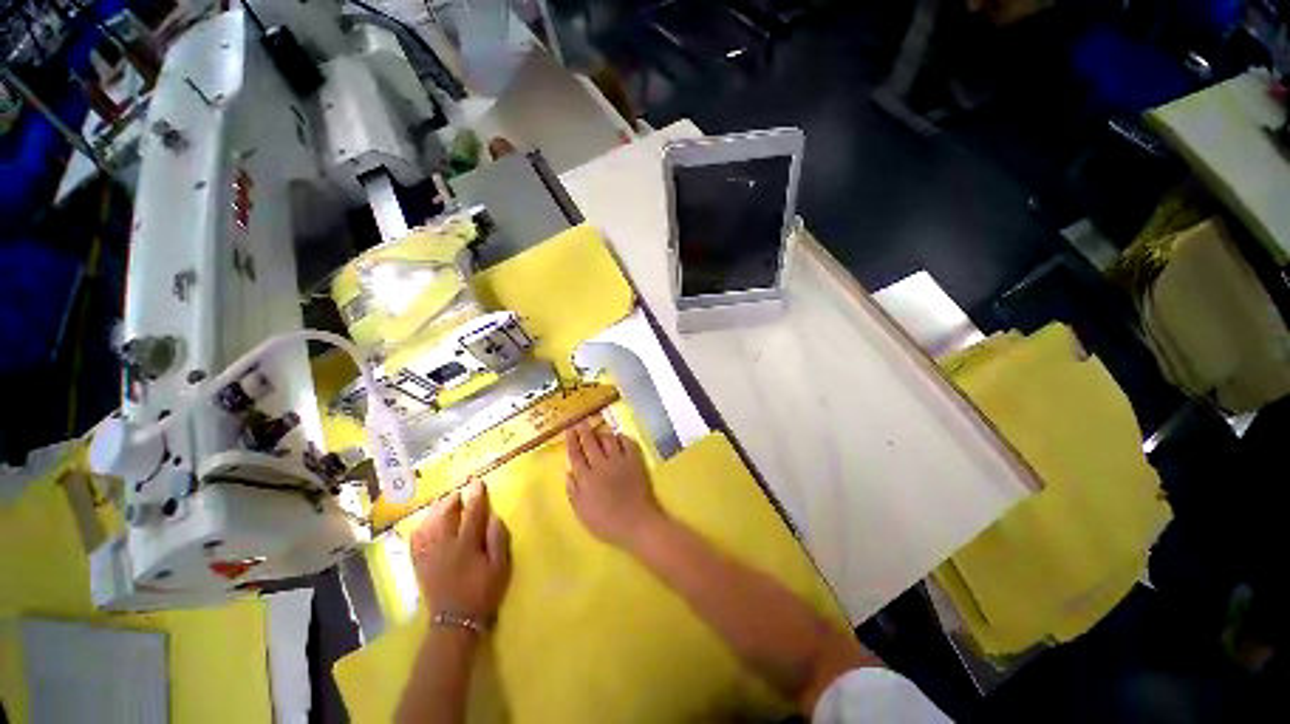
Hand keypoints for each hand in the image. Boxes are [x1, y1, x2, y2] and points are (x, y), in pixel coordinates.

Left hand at [409, 480, 510, 621]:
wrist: (455, 621)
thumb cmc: (483, 592)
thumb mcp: (500, 567)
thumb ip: (498, 540)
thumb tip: (494, 517)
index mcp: (466, 546)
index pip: (472, 513)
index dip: (476, 496)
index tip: (478, 482)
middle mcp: (444, 546)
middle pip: (445, 515)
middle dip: (452, 500)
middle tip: (461, 492)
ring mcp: (429, 555)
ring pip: (428, 525)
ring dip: (436, 510)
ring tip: (445, 503)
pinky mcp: (420, 564)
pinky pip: (416, 540)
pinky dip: (421, 527)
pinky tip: (427, 523)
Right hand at [565, 420, 665, 549]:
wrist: (636, 523)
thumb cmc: (606, 523)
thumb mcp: (582, 513)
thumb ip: (573, 491)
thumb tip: (568, 471)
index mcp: (586, 478)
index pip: (576, 454)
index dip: (571, 441)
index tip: (569, 429)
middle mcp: (601, 465)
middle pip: (590, 442)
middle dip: (584, 430)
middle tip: (580, 422)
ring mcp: (619, 461)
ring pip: (608, 439)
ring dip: (602, 433)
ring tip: (598, 431)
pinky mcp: (634, 461)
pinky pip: (627, 442)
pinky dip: (621, 437)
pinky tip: (618, 437)